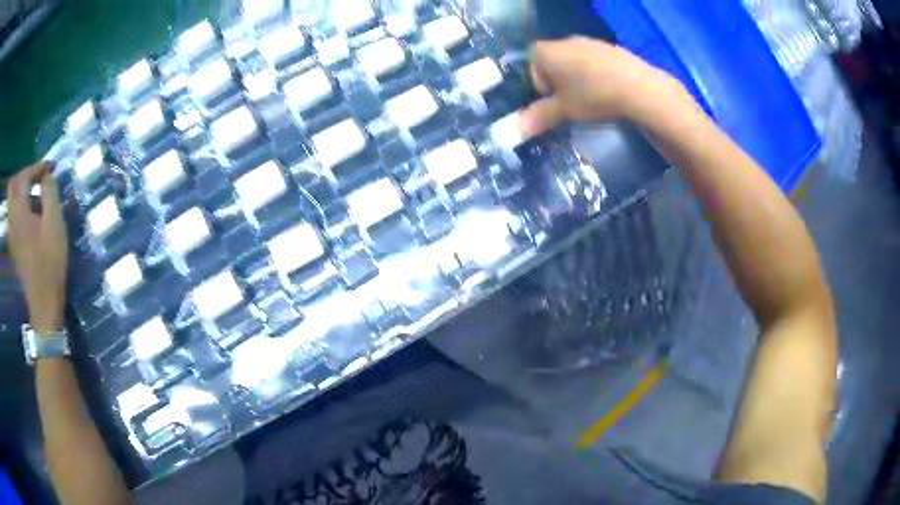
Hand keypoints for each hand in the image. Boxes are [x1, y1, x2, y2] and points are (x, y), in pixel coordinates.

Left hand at [8, 161, 68, 331]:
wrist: (43, 303)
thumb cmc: (50, 262)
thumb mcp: (54, 223)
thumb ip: (49, 193)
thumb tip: (47, 177)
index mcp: (19, 211)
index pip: (24, 176)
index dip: (37, 166)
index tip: (51, 167)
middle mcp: (12, 220)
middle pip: (13, 186)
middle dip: (25, 175)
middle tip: (37, 176)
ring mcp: (11, 235)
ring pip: (12, 201)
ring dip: (21, 191)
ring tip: (35, 193)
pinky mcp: (13, 247)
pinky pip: (13, 216)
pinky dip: (20, 206)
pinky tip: (30, 214)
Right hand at [519, 37, 684, 136]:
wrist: (637, 87)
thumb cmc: (592, 96)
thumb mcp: (564, 110)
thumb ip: (539, 117)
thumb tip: (516, 130)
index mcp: (546, 52)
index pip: (531, 64)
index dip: (538, 85)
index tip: (552, 102)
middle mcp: (565, 41)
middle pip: (553, 61)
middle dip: (558, 82)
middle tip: (571, 103)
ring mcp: (590, 42)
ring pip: (575, 61)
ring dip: (578, 78)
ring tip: (592, 98)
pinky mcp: (610, 48)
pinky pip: (595, 61)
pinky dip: (596, 74)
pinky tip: (608, 90)